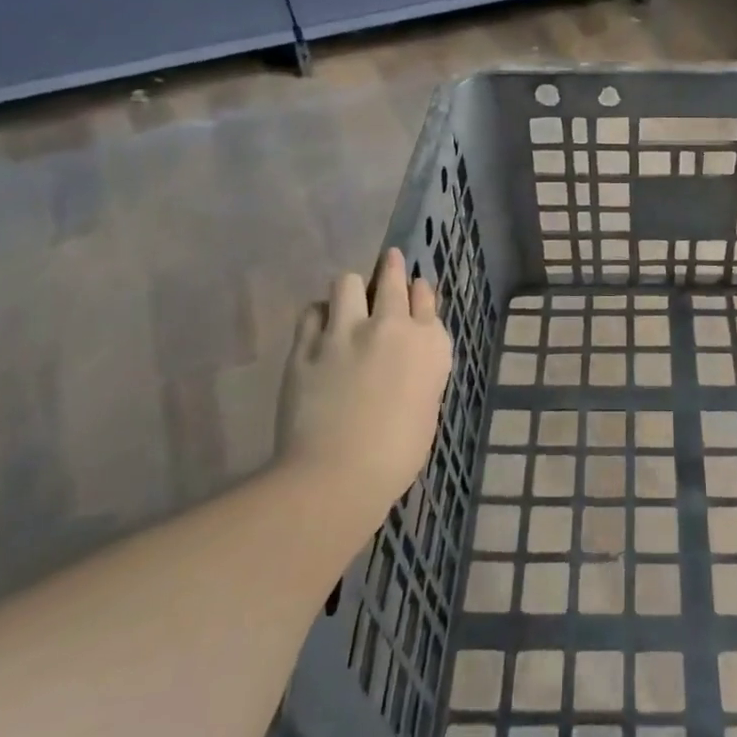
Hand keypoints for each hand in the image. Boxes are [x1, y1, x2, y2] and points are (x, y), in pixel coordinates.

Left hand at [277, 249, 452, 514]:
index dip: (419, 291)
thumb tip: (404, 359)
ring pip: (348, 282)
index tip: (414, 290)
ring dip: (351, 289)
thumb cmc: (397, 454)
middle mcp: (391, 326)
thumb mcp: (426, 406)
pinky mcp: (306, 345)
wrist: (339, 475)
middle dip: (391, 266)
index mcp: (430, 345)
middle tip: (389, 261)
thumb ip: (419, 371)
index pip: (426, 298)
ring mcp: (346, 332)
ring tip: (348, 302)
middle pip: (392, 277)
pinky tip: (320, 328)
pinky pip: (312, 311)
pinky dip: (319, 315)